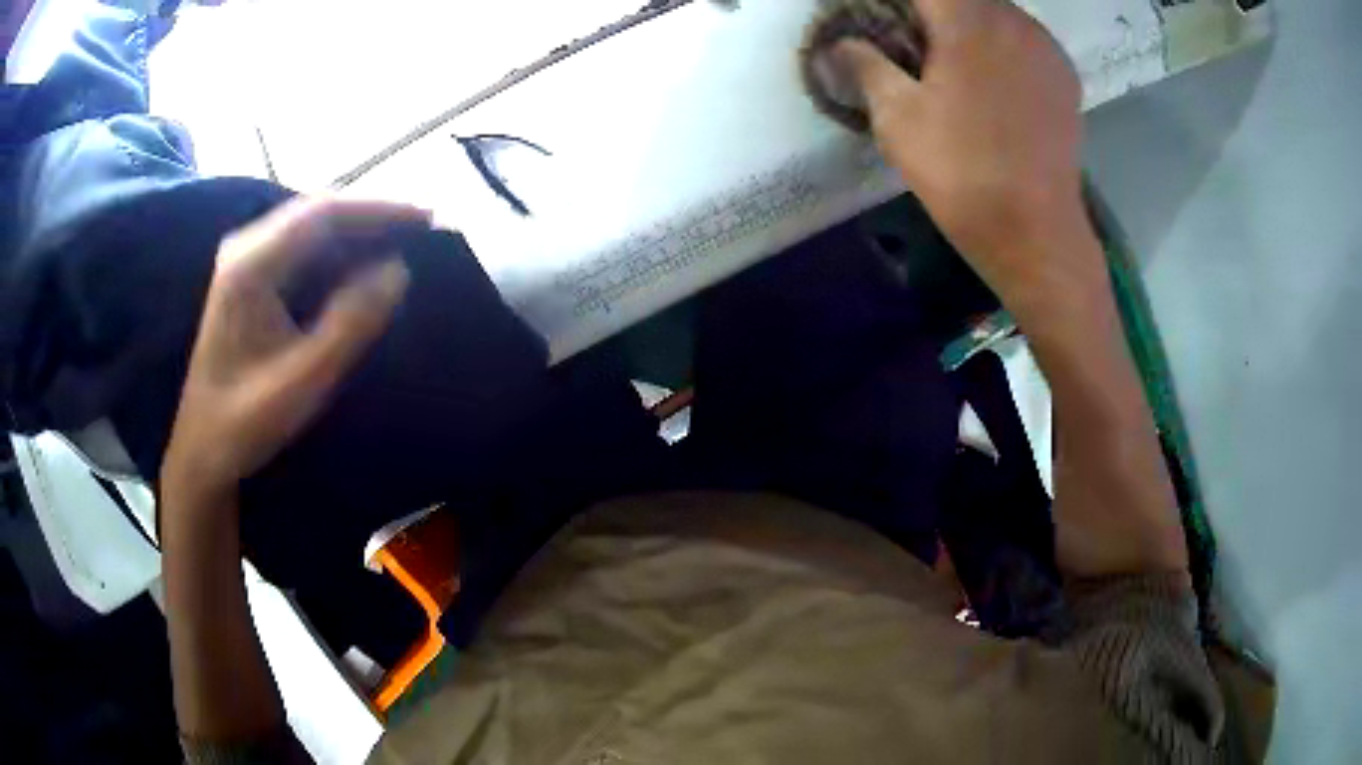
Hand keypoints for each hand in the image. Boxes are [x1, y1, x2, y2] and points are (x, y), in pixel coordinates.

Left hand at [160, 197, 425, 512]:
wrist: (203, 449)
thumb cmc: (245, 422)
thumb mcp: (302, 382)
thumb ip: (350, 324)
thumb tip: (399, 271)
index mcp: (251, 267)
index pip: (323, 214)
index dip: (379, 209)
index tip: (427, 218)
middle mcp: (246, 250)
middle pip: (318, 211)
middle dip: (373, 216)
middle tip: (424, 229)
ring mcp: (246, 261)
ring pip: (312, 227)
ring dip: (358, 232)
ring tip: (404, 242)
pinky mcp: (251, 278)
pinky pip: (303, 248)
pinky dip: (340, 250)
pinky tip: (363, 264)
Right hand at [831, 0, 1098, 311]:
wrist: (1036, 233)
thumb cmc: (961, 173)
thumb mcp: (896, 117)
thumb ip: (864, 64)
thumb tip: (838, 44)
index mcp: (966, 19)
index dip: (893, 2)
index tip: (879, 18)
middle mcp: (1012, 19)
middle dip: (930, 10)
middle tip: (908, 40)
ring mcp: (1045, 46)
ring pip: (995, 12)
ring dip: (966, 22)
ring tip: (947, 57)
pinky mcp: (1064, 76)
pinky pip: (1023, 38)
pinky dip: (999, 43)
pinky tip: (988, 77)